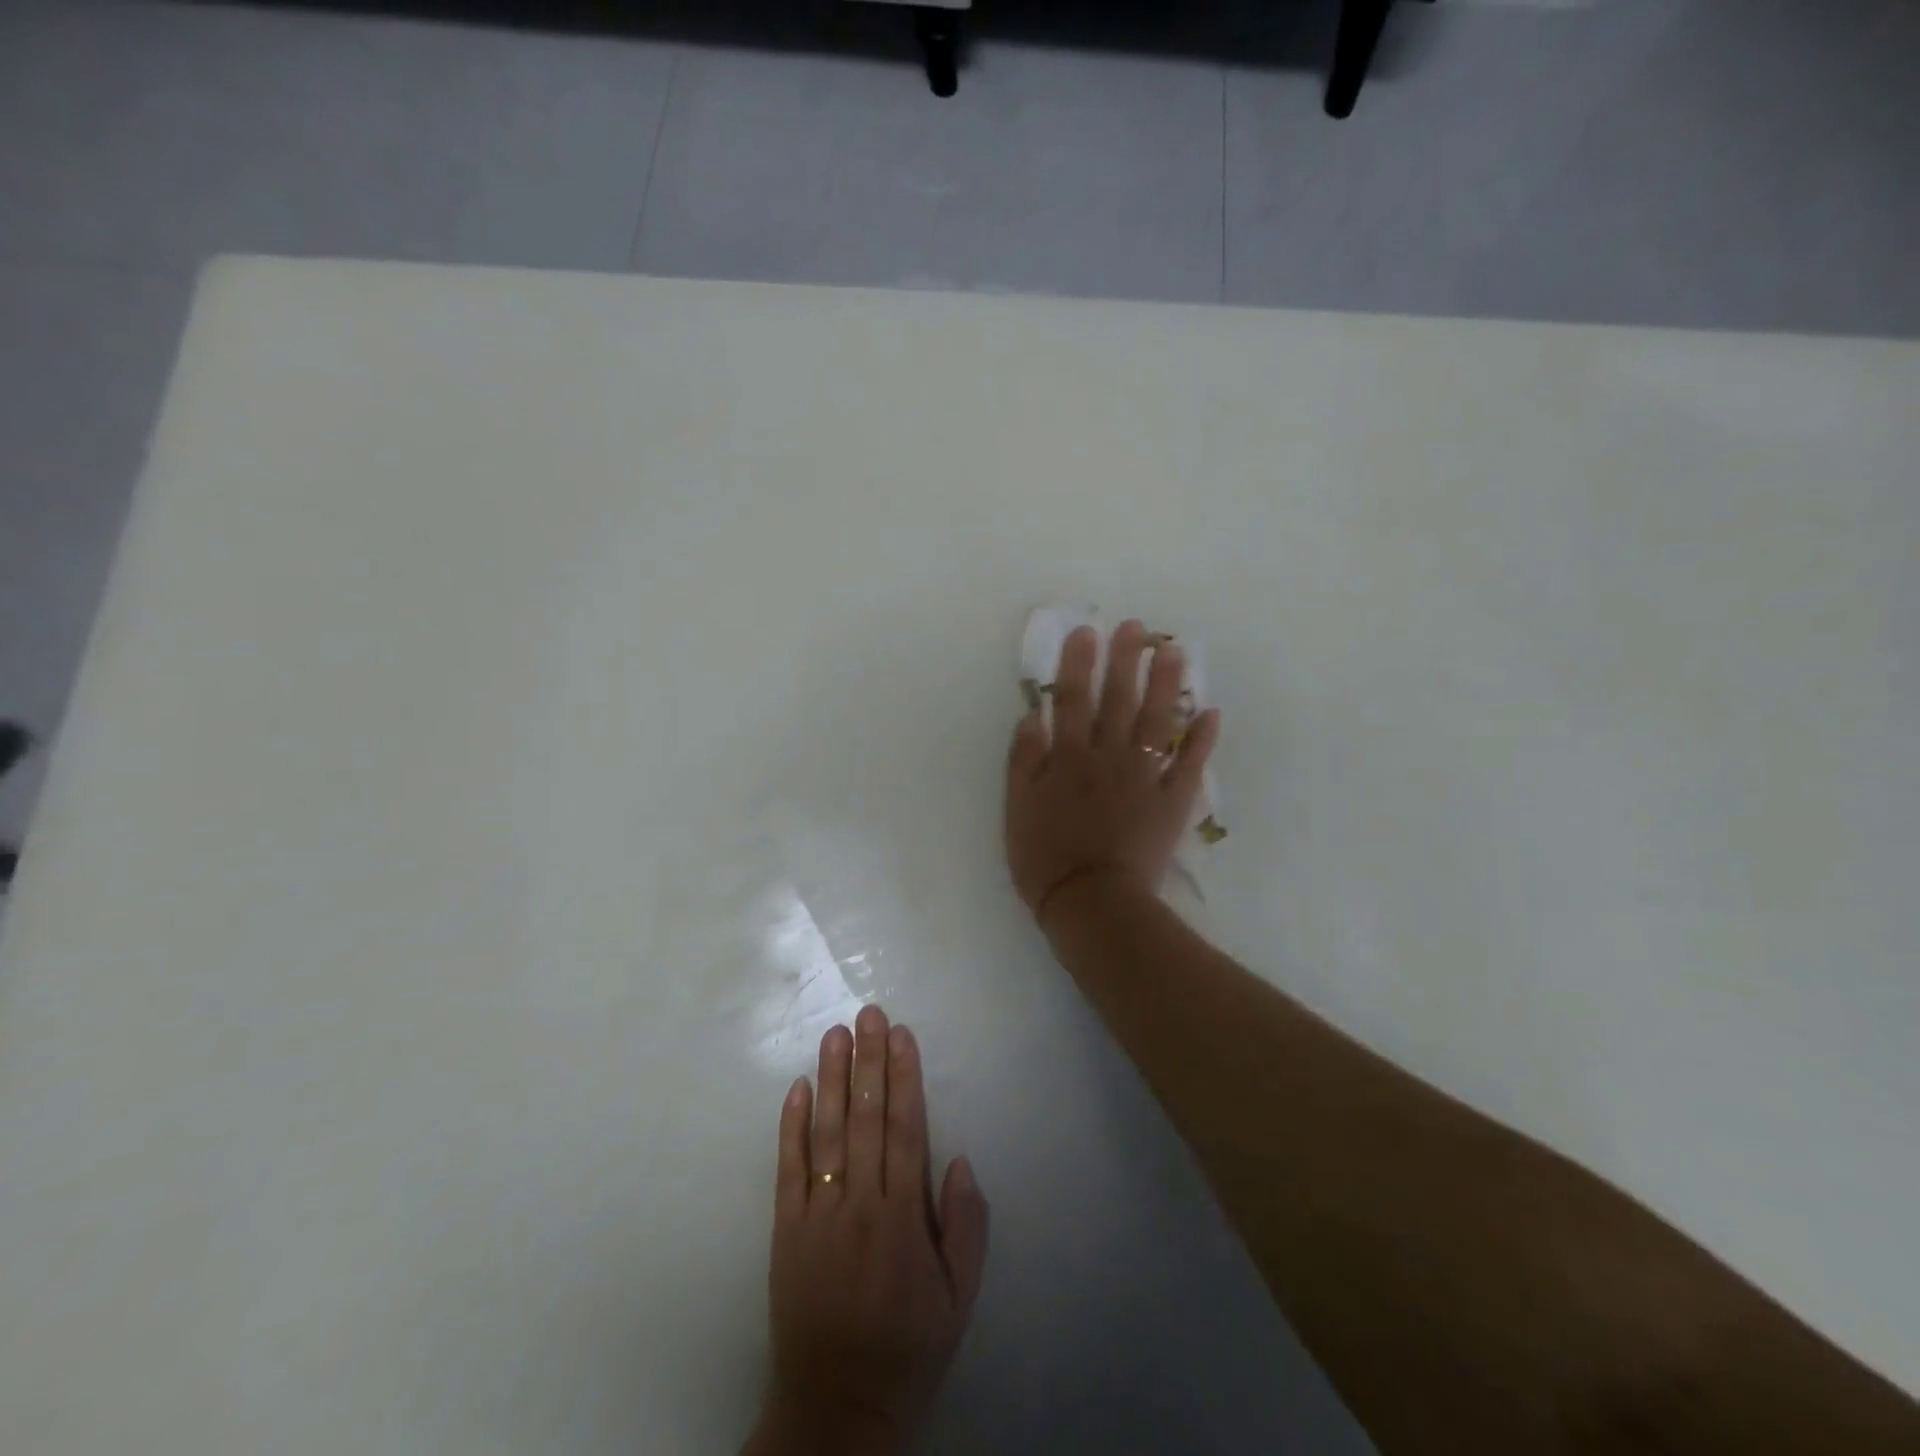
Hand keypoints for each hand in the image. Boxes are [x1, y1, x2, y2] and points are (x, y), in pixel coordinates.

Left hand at [747, 1006, 989, 1455]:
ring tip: (835, 1033)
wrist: (836, 1407)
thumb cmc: (908, 1346)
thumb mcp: (959, 1299)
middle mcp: (859, 1206)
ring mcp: (818, 1215)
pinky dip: (791, 1126)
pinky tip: (797, 1087)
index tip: (901, 1035)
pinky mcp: (785, 1230)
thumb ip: (966, 1226)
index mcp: (903, 1219)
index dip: (904, 1078)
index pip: (905, 1130)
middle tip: (868, 1013)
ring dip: (831, 1079)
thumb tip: (958, 1158)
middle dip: (869, 1062)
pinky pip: (788, 1169)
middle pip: (865, 1119)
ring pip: (826, 1133)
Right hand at [1005, 620, 1220, 924]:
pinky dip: (1202, 740)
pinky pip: (1190, 766)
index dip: (1079, 664)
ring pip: (1159, 722)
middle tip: (1136, 628)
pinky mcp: (1172, 802)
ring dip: (1167, 685)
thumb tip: (1035, 715)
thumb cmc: (1045, 856)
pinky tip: (1212, 713)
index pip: (1074, 700)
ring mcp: (1145, 777)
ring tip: (1174, 651)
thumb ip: (1025, 758)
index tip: (1087, 632)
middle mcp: (1110, 757)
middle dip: (1126, 661)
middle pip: (1120, 701)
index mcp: (1070, 757)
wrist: (1092, 901)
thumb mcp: (1018, 806)